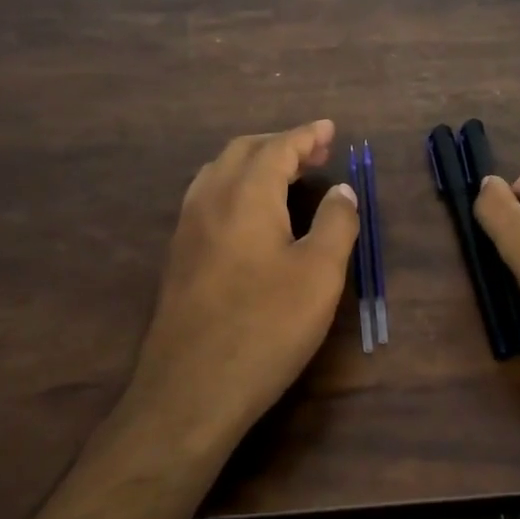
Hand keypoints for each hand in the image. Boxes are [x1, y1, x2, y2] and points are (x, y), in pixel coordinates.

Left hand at [127, 120, 358, 440]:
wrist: (191, 390)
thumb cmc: (265, 327)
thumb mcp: (319, 275)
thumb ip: (335, 223)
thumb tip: (341, 190)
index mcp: (246, 195)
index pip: (278, 147)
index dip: (306, 135)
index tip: (330, 129)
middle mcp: (209, 200)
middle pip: (243, 151)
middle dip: (280, 143)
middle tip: (315, 153)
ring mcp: (187, 228)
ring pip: (219, 172)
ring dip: (254, 163)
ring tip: (285, 176)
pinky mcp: (178, 256)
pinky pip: (207, 198)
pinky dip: (235, 186)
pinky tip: (251, 213)